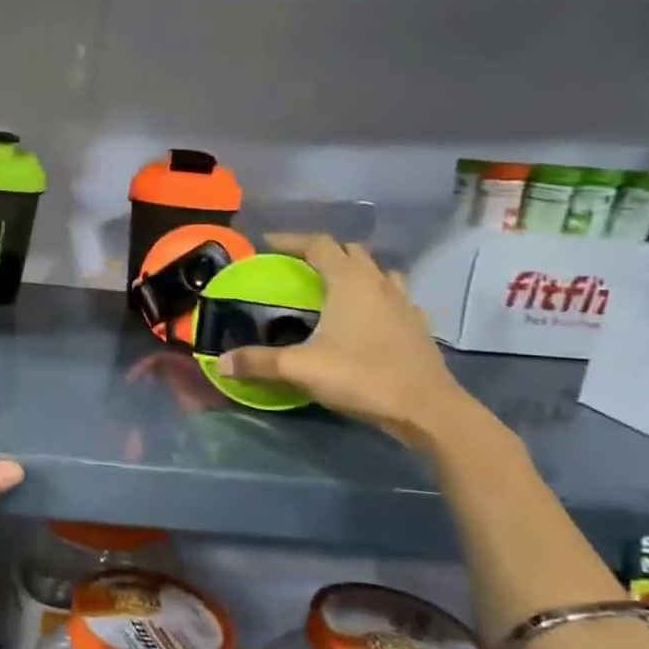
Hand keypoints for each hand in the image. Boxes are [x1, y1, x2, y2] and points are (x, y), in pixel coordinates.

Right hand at [216, 233, 481, 451]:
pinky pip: (393, 296)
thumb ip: (258, 363)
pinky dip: (375, 296)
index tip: (268, 243)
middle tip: (297, 266)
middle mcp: (378, 283)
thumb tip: (221, 364)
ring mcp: (404, 302)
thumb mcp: (301, 369)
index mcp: (349, 282)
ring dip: (354, 270)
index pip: (319, 245)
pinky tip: (365, 317)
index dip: (292, 240)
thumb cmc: (362, 377)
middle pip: (350, 252)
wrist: (427, 409)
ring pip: (377, 271)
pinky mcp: (418, 324)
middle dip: (322, 252)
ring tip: (332, 287)